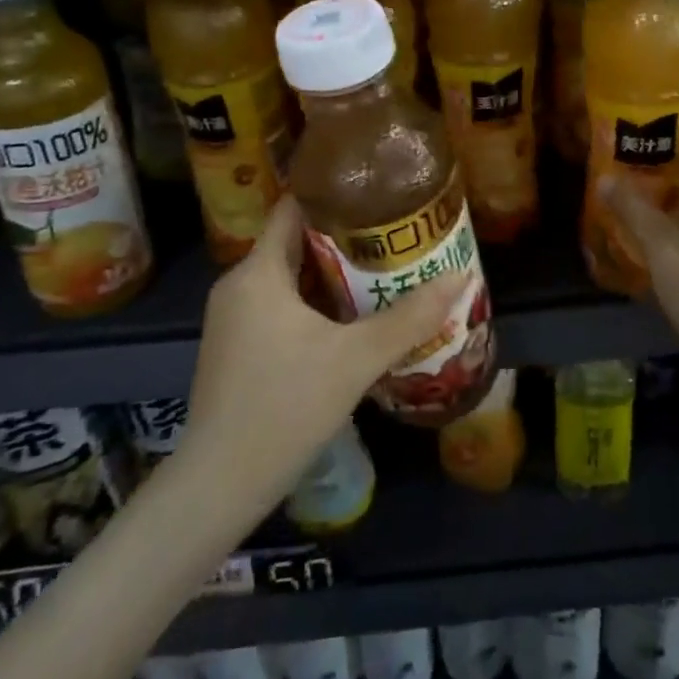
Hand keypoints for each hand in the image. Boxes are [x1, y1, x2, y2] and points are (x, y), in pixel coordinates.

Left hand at [186, 197, 461, 503]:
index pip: (294, 208)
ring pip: (291, 278)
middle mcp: (239, 286)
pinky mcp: (238, 348)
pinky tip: (354, 317)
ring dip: (334, 273)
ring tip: (386, 269)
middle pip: (297, 242)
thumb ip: (409, 318)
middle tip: (396, 233)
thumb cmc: (284, 407)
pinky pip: (282, 306)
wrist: (218, 487)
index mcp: (258, 272)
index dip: (335, 193)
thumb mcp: (355, 360)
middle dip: (347, 237)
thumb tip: (460, 277)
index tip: (379, 191)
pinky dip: (317, 303)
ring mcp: (234, 319)